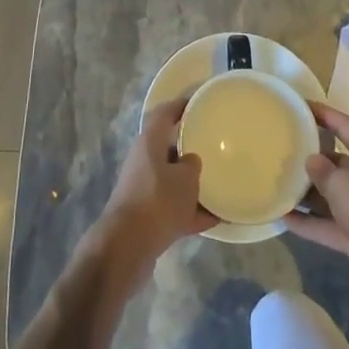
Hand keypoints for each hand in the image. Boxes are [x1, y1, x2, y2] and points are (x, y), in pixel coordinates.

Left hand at [86, 98, 211, 282]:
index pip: (164, 113)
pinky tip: (218, 219)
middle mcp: (143, 161)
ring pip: (172, 180)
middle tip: (215, 145)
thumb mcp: (185, 178)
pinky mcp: (147, 216)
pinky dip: (193, 212)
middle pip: (168, 147)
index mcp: (149, 142)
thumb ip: (192, 165)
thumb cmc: (158, 200)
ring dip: (192, 184)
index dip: (181, 105)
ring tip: (220, 183)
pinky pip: (174, 208)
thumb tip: (190, 161)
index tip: (199, 102)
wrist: (127, 246)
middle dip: (190, 147)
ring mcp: (144, 189)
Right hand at [286, 103, 348, 305]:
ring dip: (305, 193)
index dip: (323, 114)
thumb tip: (311, 160)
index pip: (344, 125)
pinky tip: (282, 219)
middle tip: (279, 152)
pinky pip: (327, 224)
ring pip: (329, 195)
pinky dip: (308, 223)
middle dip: (309, 158)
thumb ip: (322, 170)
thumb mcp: (342, 184)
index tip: (299, 106)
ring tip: (275, 184)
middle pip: (335, 161)